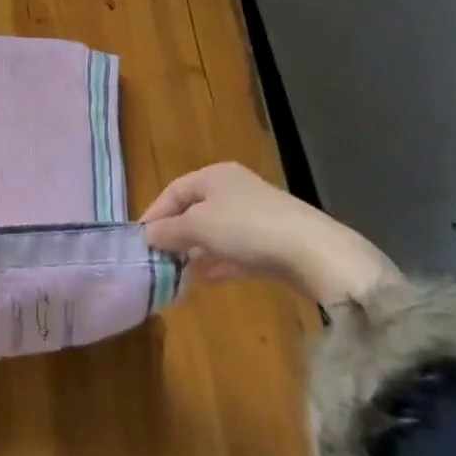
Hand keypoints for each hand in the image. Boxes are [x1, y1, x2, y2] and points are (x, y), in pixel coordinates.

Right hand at [139, 163, 399, 306]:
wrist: (314, 253)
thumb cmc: (246, 228)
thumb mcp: (198, 227)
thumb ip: (168, 231)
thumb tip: (147, 235)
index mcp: (214, 176)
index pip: (174, 191)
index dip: (155, 214)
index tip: (141, 240)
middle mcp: (234, 190)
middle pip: (195, 210)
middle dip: (177, 234)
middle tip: (160, 258)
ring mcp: (257, 216)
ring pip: (216, 232)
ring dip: (197, 251)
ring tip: (180, 272)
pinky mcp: (274, 242)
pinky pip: (237, 250)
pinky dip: (220, 262)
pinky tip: (208, 279)